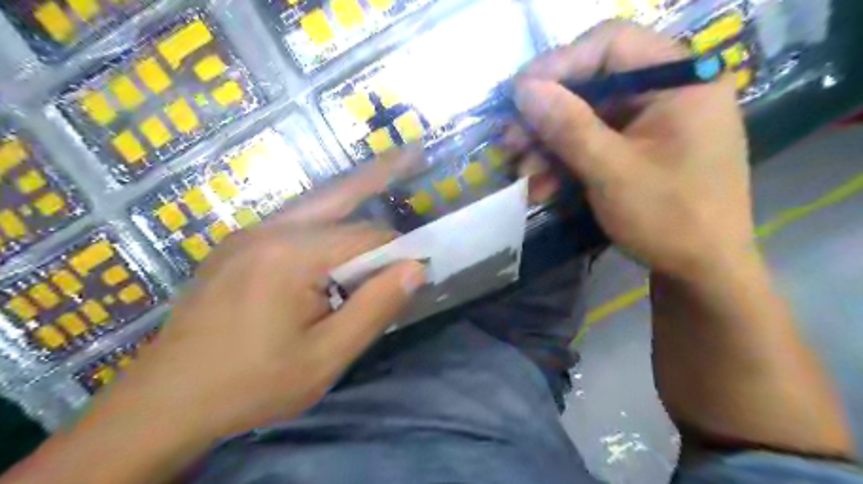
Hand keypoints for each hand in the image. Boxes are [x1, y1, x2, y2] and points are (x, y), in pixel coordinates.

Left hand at [108, 150, 428, 440]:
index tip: (416, 267)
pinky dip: (326, 217)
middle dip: (381, 174)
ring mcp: (248, 234)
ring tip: (387, 174)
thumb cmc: (252, 384)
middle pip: (339, 194)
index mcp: (292, 256)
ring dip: (353, 195)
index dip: (397, 249)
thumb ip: (375, 308)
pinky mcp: (238, 246)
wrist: (165, 402)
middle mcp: (269, 230)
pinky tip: (339, 227)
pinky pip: (294, 221)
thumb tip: (415, 268)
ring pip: (316, 205)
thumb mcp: (326, 357)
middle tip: (415, 152)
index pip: (366, 236)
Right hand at [507, 22, 752, 278]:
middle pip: (592, 84)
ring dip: (548, 146)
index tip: (519, 94)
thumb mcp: (612, 172)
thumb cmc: (670, 219)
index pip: (611, 43)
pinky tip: (541, 188)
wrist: (701, 273)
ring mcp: (650, 123)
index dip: (559, 64)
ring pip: (584, 118)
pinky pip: (592, 144)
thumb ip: (568, 127)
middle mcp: (666, 92)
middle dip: (546, 117)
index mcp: (680, 80)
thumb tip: (524, 89)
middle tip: (510, 139)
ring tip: (521, 172)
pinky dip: (563, 164)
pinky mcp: (635, 150)